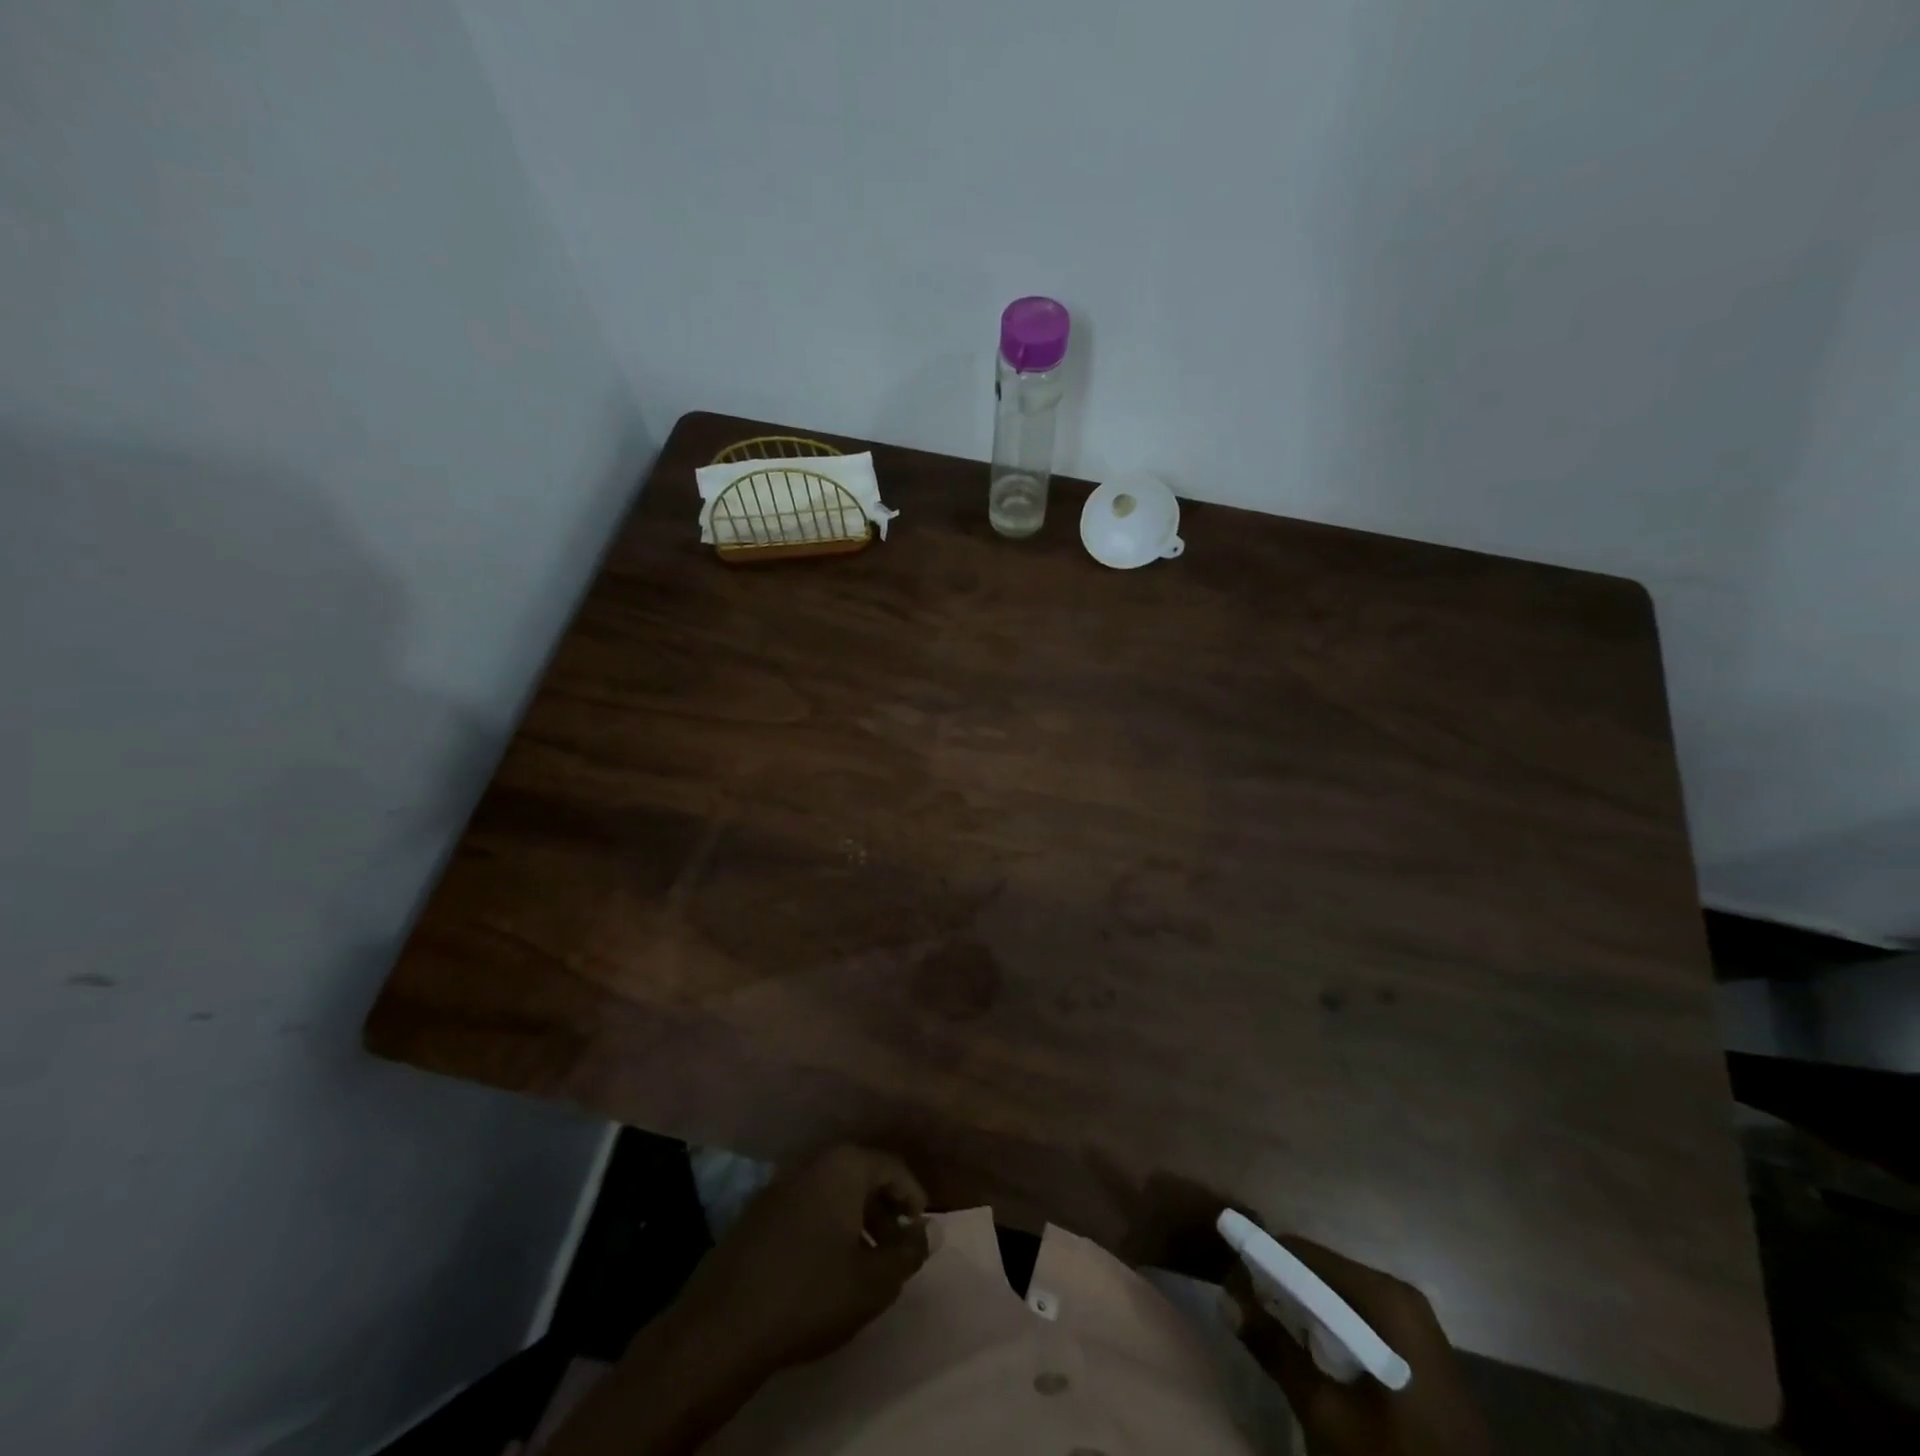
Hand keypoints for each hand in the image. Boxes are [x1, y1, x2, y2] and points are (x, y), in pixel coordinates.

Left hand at [674, 1145, 930, 1373]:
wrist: (723, 1325)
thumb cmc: (810, 1293)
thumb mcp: (873, 1282)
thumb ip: (908, 1253)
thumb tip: (933, 1231)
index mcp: (843, 1166)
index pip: (892, 1166)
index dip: (913, 1197)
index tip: (920, 1232)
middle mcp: (812, 1162)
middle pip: (861, 1175)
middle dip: (884, 1210)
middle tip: (896, 1249)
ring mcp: (780, 1184)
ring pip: (832, 1192)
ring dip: (855, 1221)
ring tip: (865, 1263)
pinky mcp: (757, 1212)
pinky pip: (806, 1207)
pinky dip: (825, 1227)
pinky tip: (825, 1268)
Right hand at [1224, 1233, 1491, 1455]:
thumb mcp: (1327, 1413)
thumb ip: (1274, 1349)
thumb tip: (1224, 1296)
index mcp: (1382, 1296)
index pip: (1300, 1252)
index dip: (1259, 1262)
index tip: (1230, 1285)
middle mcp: (1399, 1293)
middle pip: (1319, 1271)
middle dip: (1280, 1289)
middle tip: (1248, 1316)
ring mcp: (1414, 1321)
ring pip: (1337, 1295)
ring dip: (1303, 1311)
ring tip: (1274, 1336)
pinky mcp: (1418, 1348)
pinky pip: (1359, 1317)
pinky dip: (1329, 1329)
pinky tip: (1314, 1359)